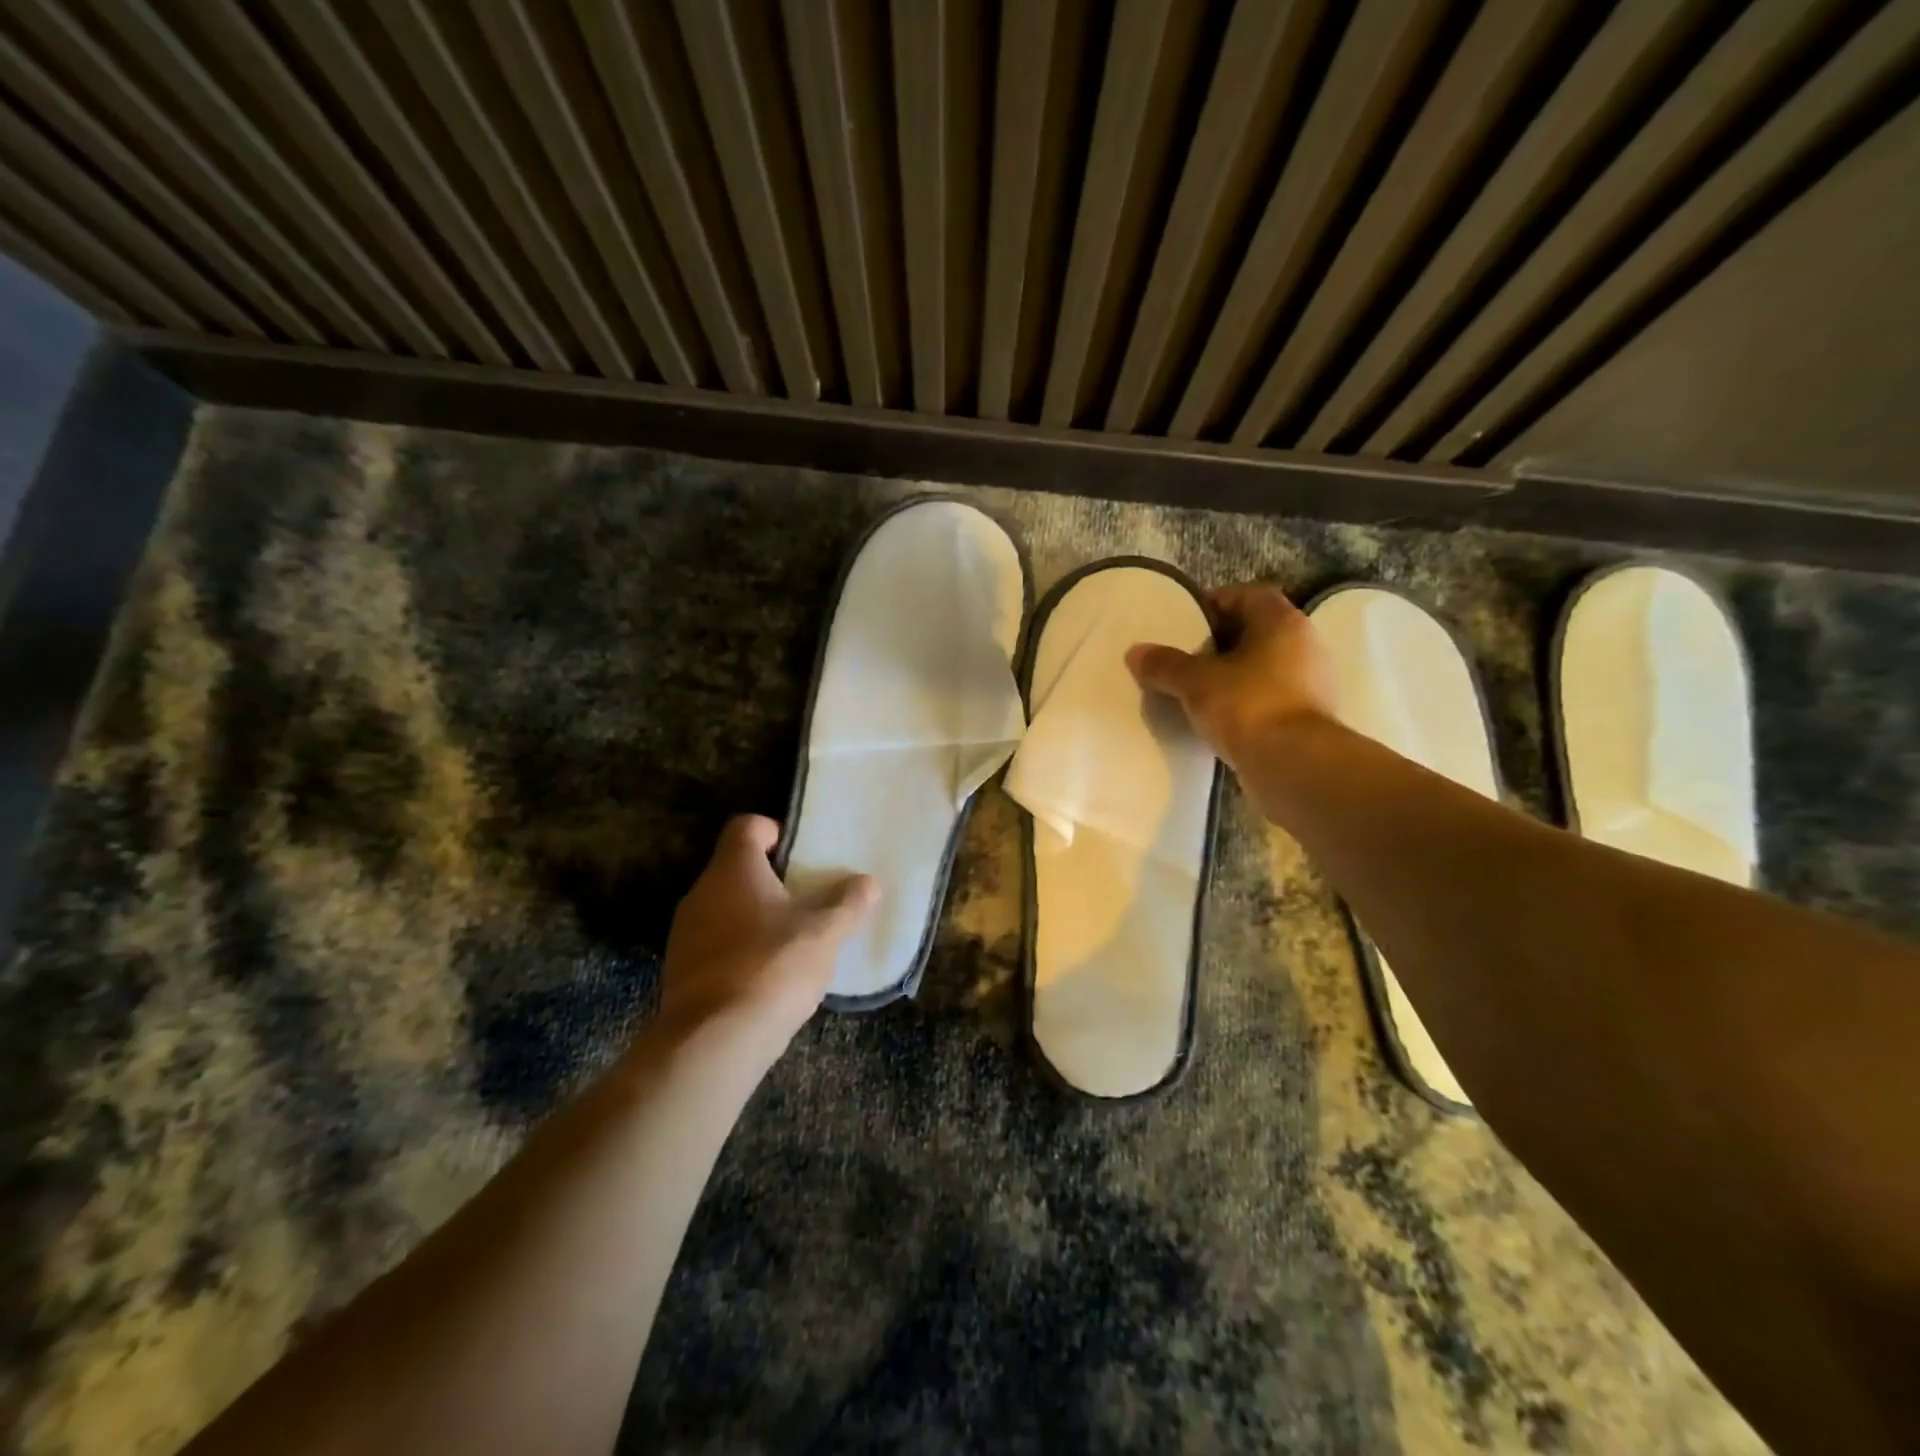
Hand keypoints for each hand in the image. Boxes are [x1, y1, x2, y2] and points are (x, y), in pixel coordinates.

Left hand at [656, 815, 876, 1069]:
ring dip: (754, 917)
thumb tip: (869, 883)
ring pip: (724, 908)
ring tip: (791, 941)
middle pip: (736, 868)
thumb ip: (848, 904)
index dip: (775, 832)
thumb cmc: (773, 967)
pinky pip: (715, 944)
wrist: (713, 1042)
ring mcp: (685, 933)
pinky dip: (739, 950)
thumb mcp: (824, 933)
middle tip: (807, 899)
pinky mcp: (680, 970)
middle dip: (772, 881)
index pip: (746, 826)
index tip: (802, 856)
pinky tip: (767, 977)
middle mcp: (702, 892)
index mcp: (733, 869)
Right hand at [1126, 583, 1337, 771]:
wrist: (1296, 767)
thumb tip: (1135, 653)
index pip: (1250, 595)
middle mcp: (1305, 646)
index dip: (1216, 602)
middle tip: (1186, 657)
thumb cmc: (1249, 706)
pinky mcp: (1309, 719)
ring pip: (1264, 667)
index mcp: (1283, 623)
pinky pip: (1271, 698)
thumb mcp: (1196, 682)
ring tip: (1198, 690)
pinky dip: (1247, 702)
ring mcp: (1312, 684)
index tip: (1187, 620)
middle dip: (1221, 642)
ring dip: (1234, 674)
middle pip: (1257, 632)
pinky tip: (1221, 719)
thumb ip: (1165, 664)